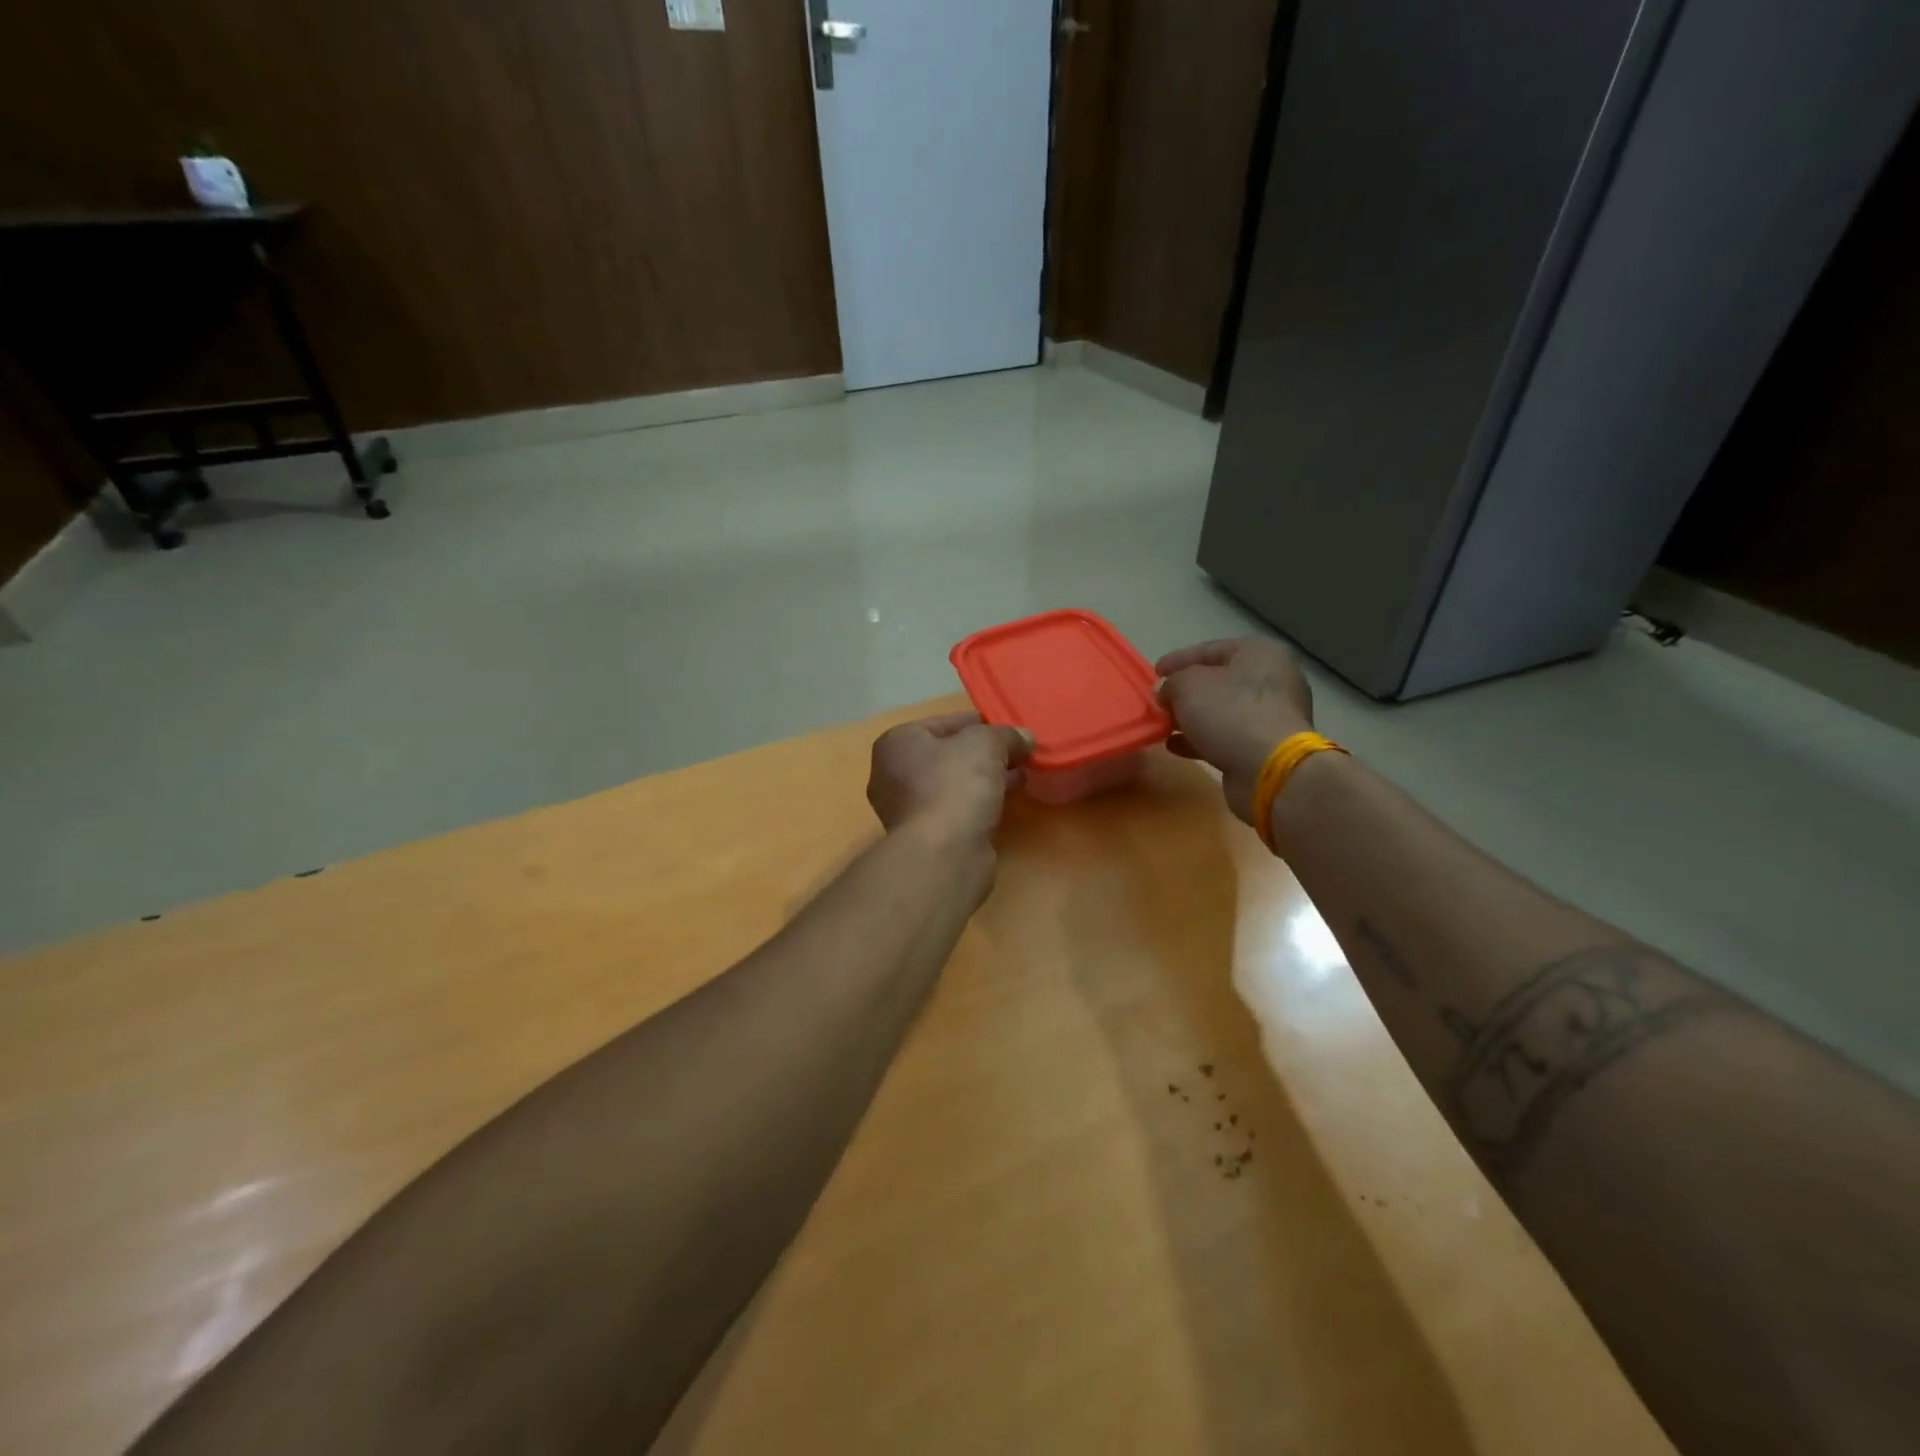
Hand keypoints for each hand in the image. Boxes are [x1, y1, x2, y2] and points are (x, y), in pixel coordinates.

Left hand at [867, 712, 1034, 840]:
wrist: (944, 852)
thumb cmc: (955, 784)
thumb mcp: (986, 744)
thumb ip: (1006, 735)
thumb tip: (1025, 737)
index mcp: (897, 743)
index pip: (943, 723)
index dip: (979, 723)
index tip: (1008, 730)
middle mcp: (893, 774)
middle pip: (948, 755)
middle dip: (984, 754)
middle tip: (1017, 753)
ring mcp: (908, 809)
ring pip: (954, 784)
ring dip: (986, 778)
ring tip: (1021, 775)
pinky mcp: (927, 837)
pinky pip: (958, 808)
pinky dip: (980, 802)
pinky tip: (1008, 800)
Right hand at [1156, 638, 1314, 823]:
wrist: (1269, 769)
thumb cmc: (1230, 713)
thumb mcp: (1188, 686)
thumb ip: (1172, 682)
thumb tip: (1167, 691)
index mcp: (1260, 653)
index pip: (1211, 649)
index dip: (1179, 659)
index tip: (1155, 672)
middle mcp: (1273, 680)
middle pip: (1220, 681)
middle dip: (1186, 691)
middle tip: (1161, 700)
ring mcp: (1273, 715)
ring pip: (1223, 711)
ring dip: (1192, 717)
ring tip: (1164, 724)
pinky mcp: (1267, 747)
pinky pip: (1228, 736)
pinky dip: (1202, 739)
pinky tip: (1175, 746)